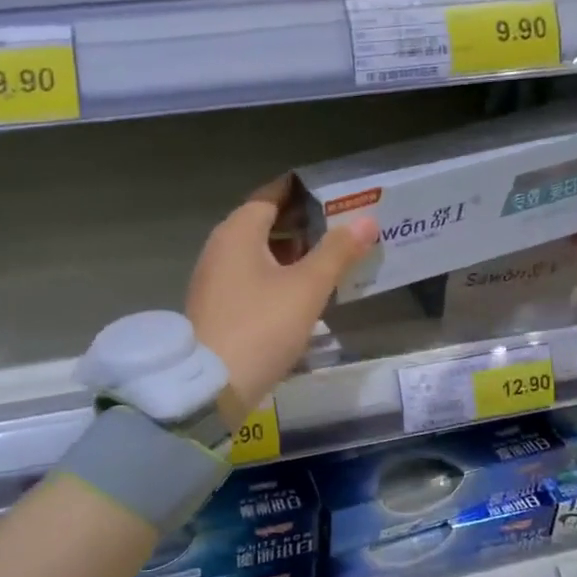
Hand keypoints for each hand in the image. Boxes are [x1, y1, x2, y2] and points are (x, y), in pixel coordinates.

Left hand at [187, 178, 378, 425]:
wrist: (210, 386)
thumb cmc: (261, 326)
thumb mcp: (306, 288)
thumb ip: (337, 252)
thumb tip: (366, 220)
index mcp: (237, 232)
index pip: (270, 196)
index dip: (300, 191)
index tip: (332, 191)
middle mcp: (220, 248)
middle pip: (263, 223)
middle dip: (301, 222)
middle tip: (341, 224)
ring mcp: (215, 279)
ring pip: (258, 253)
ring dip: (291, 251)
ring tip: (330, 256)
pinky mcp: (217, 307)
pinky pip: (251, 278)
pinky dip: (277, 275)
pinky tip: (302, 291)